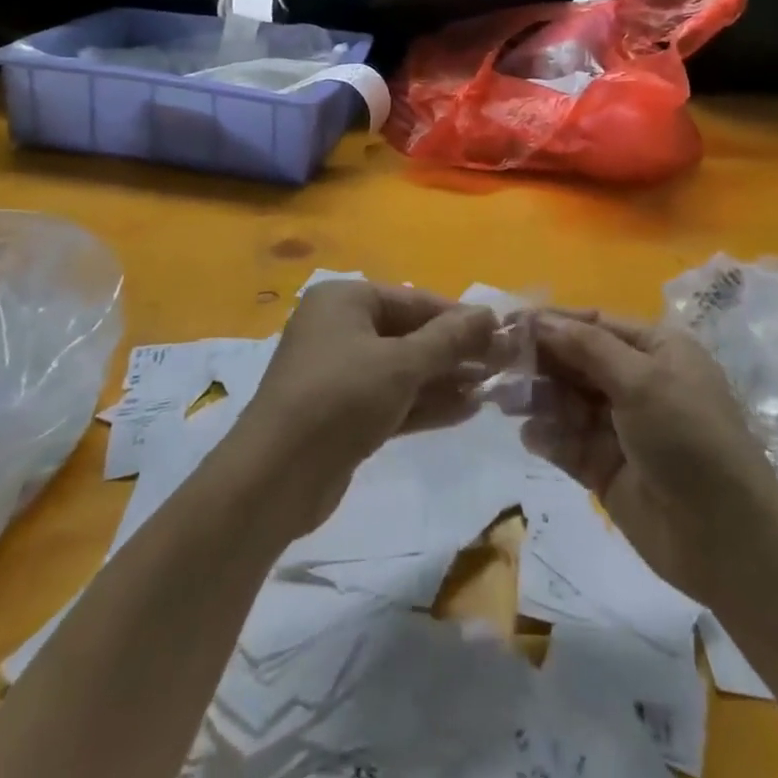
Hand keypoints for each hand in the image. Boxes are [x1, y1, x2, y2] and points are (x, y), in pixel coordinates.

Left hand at [235, 281, 497, 532]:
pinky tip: (467, 410)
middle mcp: (339, 328)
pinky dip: (424, 403)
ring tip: (492, 389)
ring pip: (402, 369)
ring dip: (444, 379)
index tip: (501, 334)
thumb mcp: (401, 364)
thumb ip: (448, 339)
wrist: (274, 478)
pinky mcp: (342, 414)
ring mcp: (338, 373)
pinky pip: (391, 398)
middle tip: (502, 365)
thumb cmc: (340, 398)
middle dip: (454, 351)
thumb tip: (490, 314)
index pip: (414, 300)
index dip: (459, 317)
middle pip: (409, 334)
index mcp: (345, 300)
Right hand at [521, 311, 777, 608]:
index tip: (509, 322)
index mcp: (656, 351)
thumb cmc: (689, 439)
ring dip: (538, 398)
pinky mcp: (606, 468)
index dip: (553, 322)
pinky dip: (548, 436)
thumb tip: (541, 319)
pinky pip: (568, 442)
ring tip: (505, 401)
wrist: (726, 540)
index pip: (595, 324)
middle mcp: (637, 382)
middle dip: (540, 362)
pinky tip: (532, 437)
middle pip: (577, 361)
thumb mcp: (643, 381)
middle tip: (497, 364)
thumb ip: (588, 348)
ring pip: (567, 401)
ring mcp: (620, 427)